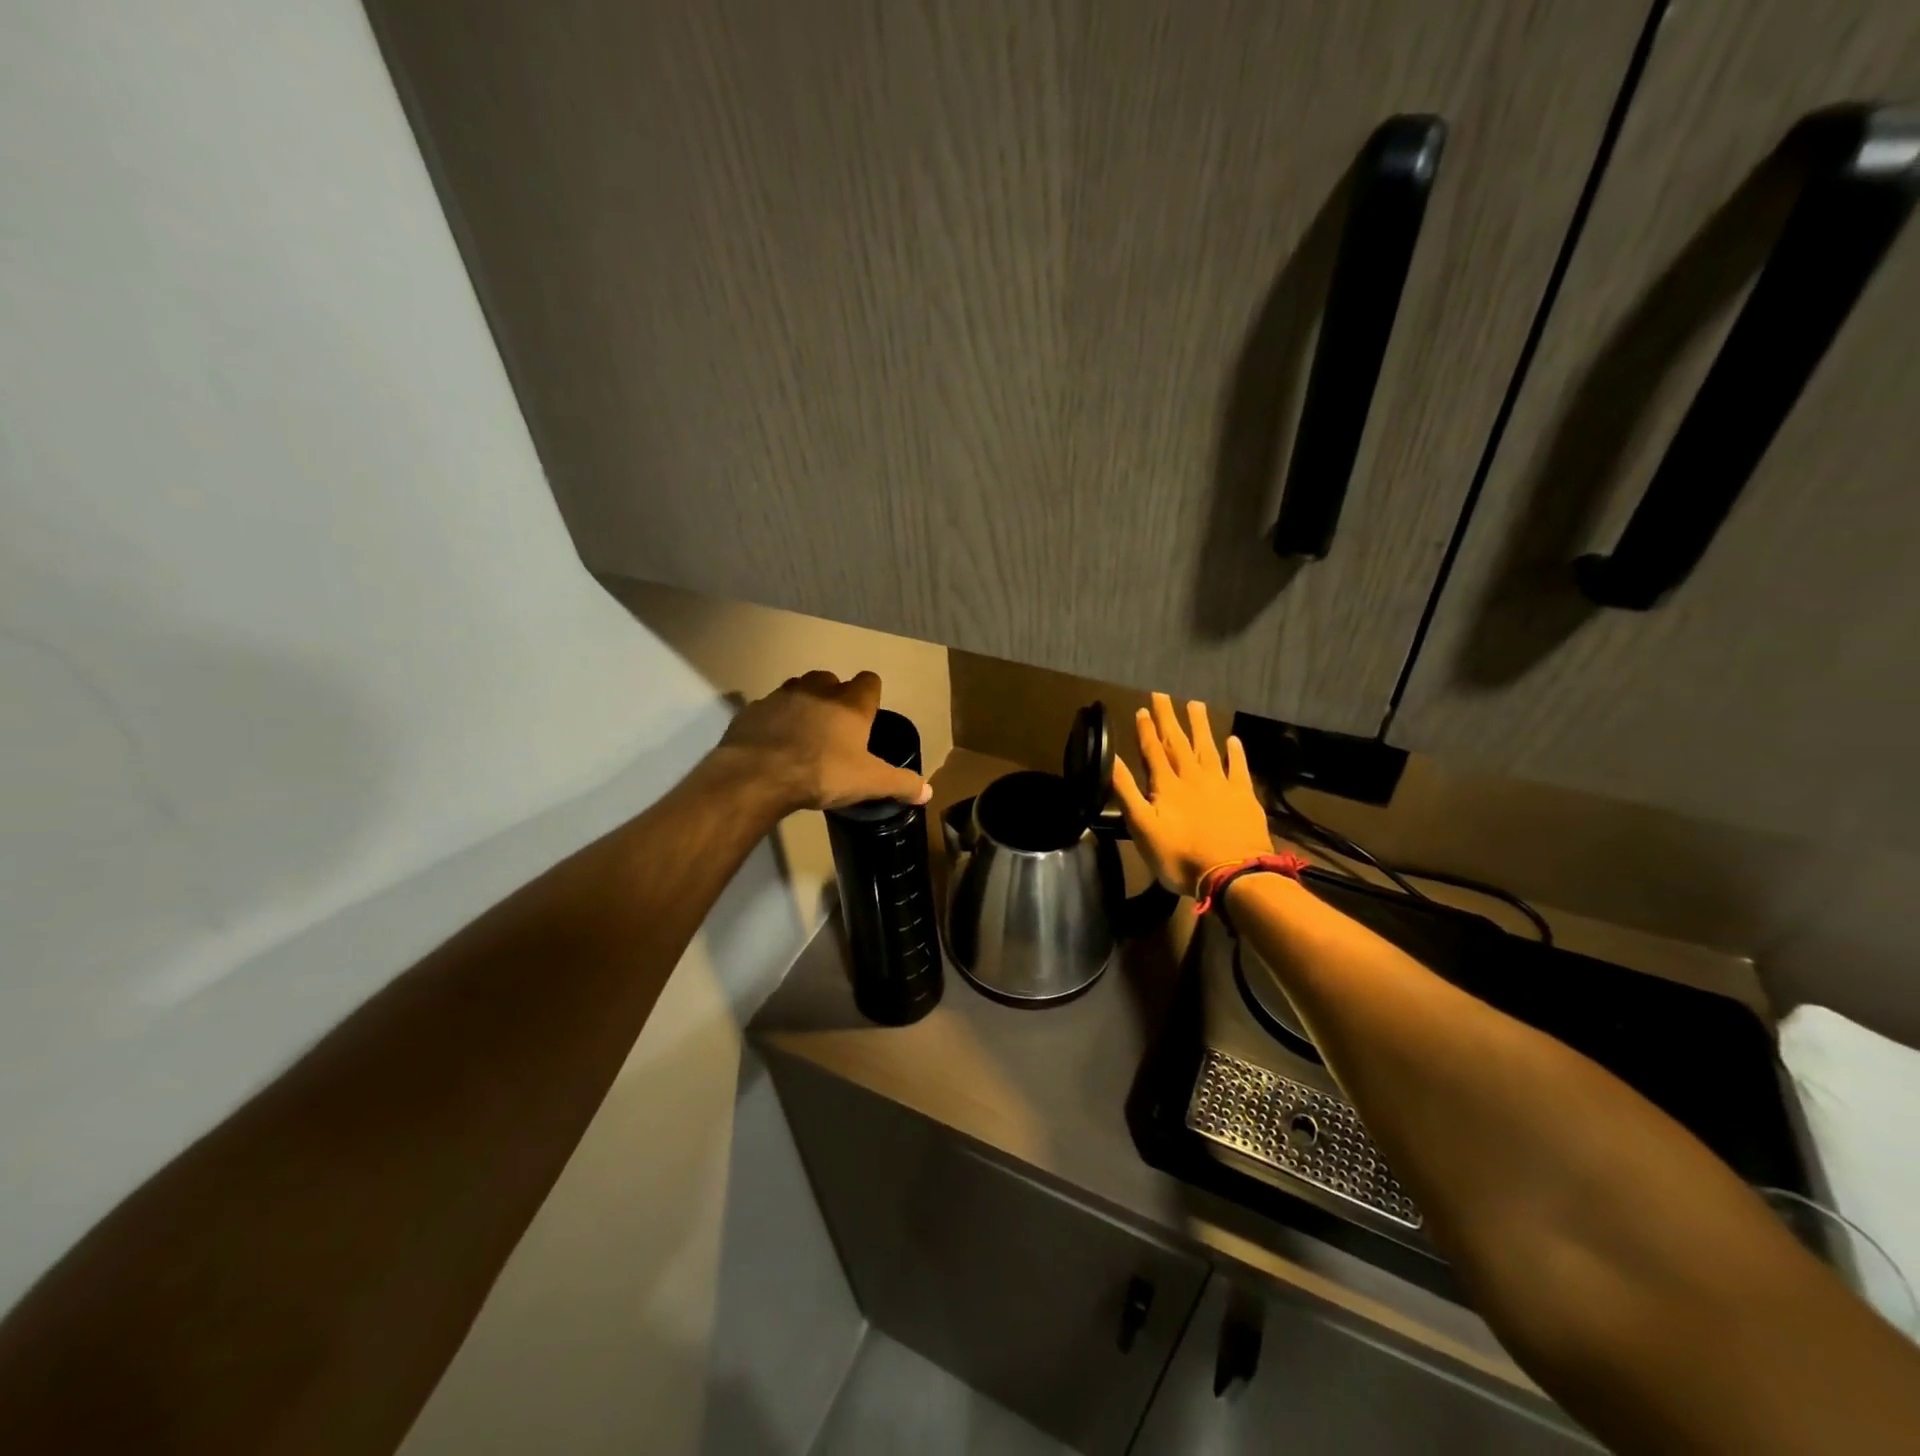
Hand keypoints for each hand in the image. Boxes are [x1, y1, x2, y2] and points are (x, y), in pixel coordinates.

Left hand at [717, 670, 929, 812]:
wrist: (759, 775)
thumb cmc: (822, 773)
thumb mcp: (869, 783)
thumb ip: (900, 784)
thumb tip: (928, 792)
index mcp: (850, 703)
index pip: (869, 681)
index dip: (870, 696)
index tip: (868, 716)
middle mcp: (818, 690)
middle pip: (831, 681)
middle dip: (835, 697)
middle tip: (836, 727)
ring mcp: (781, 696)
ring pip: (798, 689)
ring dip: (804, 704)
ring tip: (804, 733)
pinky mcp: (753, 710)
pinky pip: (769, 709)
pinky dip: (774, 721)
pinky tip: (774, 744)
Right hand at [1112, 693, 1272, 896]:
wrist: (1232, 873)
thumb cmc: (1179, 856)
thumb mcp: (1142, 827)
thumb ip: (1127, 791)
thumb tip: (1111, 759)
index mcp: (1167, 785)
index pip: (1153, 751)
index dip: (1146, 730)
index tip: (1142, 709)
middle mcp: (1193, 777)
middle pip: (1178, 742)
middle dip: (1169, 718)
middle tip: (1163, 694)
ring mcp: (1221, 784)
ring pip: (1208, 747)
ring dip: (1199, 726)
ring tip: (1195, 703)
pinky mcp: (1244, 797)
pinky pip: (1238, 768)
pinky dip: (1235, 752)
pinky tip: (1233, 739)